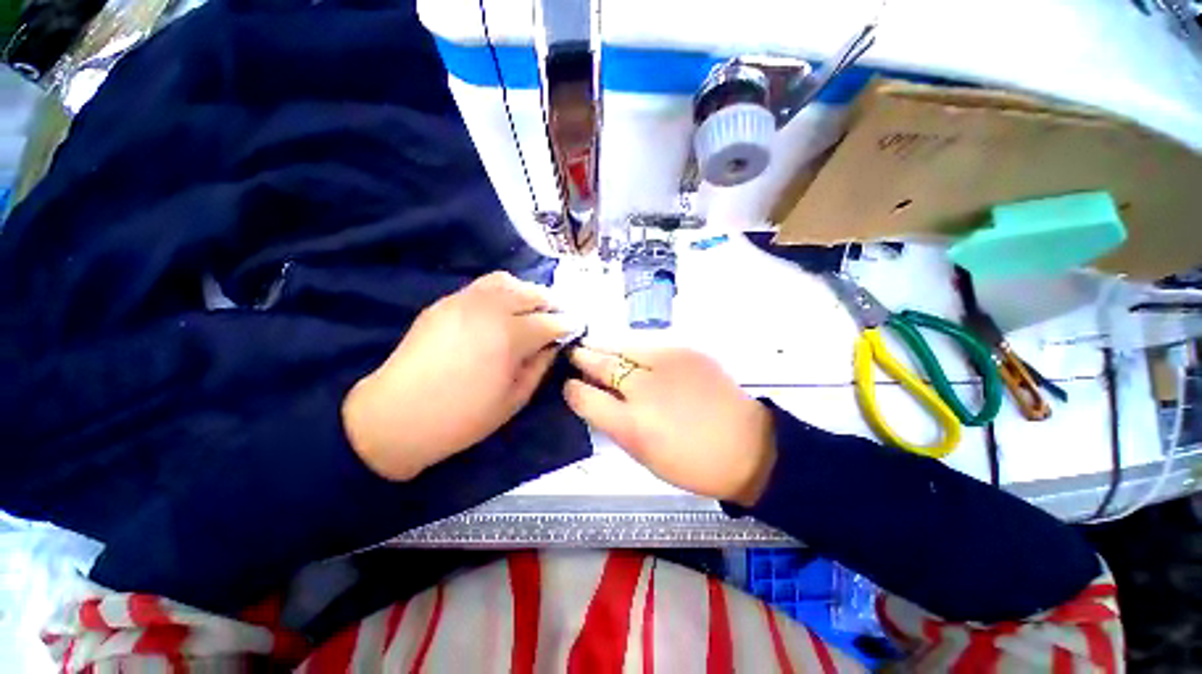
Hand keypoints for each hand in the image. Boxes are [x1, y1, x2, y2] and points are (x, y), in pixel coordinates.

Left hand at [342, 272, 570, 480]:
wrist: (397, 416)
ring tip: (531, 310)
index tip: (576, 327)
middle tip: (557, 318)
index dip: (568, 324)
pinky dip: (502, 292)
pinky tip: (503, 311)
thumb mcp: (515, 399)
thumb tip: (554, 344)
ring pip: (506, 281)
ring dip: (526, 292)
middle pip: (531, 293)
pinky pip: (482, 286)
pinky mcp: (445, 303)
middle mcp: (489, 309)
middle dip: (550, 303)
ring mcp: (463, 301)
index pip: (550, 321)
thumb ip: (540, 365)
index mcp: (509, 336)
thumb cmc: (463, 417)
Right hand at [564, 346, 775, 506]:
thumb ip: (614, 424)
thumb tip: (594, 398)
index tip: (569, 385)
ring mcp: (667, 363)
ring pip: (622, 345)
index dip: (572, 389)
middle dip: (582, 357)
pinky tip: (630, 353)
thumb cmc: (692, 463)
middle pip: (600, 363)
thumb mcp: (643, 456)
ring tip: (596, 347)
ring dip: (604, 347)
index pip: (585, 397)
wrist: (747, 445)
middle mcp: (645, 389)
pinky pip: (647, 343)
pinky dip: (632, 348)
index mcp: (632, 425)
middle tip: (574, 354)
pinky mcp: (685, 350)